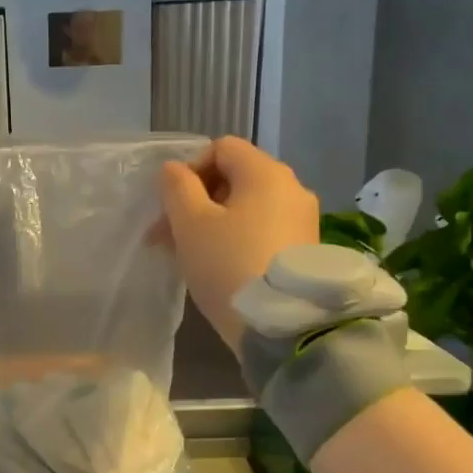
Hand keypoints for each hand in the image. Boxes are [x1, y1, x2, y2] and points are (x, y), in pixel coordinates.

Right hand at [159, 136, 319, 355]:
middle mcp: (292, 188)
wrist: (281, 325)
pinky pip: (262, 228)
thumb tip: (173, 169)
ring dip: (212, 222)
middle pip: (235, 177)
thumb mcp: (190, 224)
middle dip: (196, 200)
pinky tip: (218, 266)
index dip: (189, 169)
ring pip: (247, 206)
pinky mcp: (304, 248)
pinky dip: (235, 237)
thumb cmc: (228, 265)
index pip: (221, 148)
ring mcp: (302, 219)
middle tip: (168, 235)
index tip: (171, 205)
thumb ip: (177, 188)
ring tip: (187, 254)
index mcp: (266, 173)